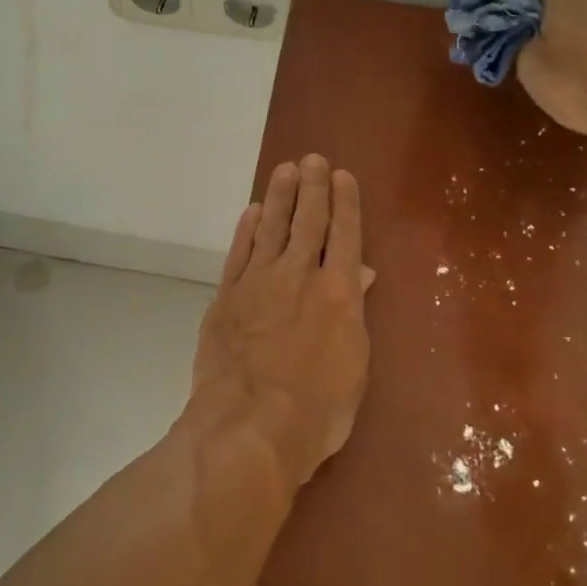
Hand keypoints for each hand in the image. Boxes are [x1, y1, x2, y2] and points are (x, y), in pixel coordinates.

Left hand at [188, 155, 373, 497]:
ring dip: (280, 197)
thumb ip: (353, 313)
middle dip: (313, 188)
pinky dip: (247, 230)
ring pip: (273, 228)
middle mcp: (300, 277)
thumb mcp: (353, 367)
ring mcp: (259, 283)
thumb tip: (359, 274)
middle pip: (308, 222)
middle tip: (313, 158)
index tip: (343, 176)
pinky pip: (239, 252)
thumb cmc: (316, 410)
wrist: (248, 427)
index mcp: (338, 294)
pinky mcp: (227, 296)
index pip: (345, 236)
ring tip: (286, 169)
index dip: (345, 203)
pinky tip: (253, 212)